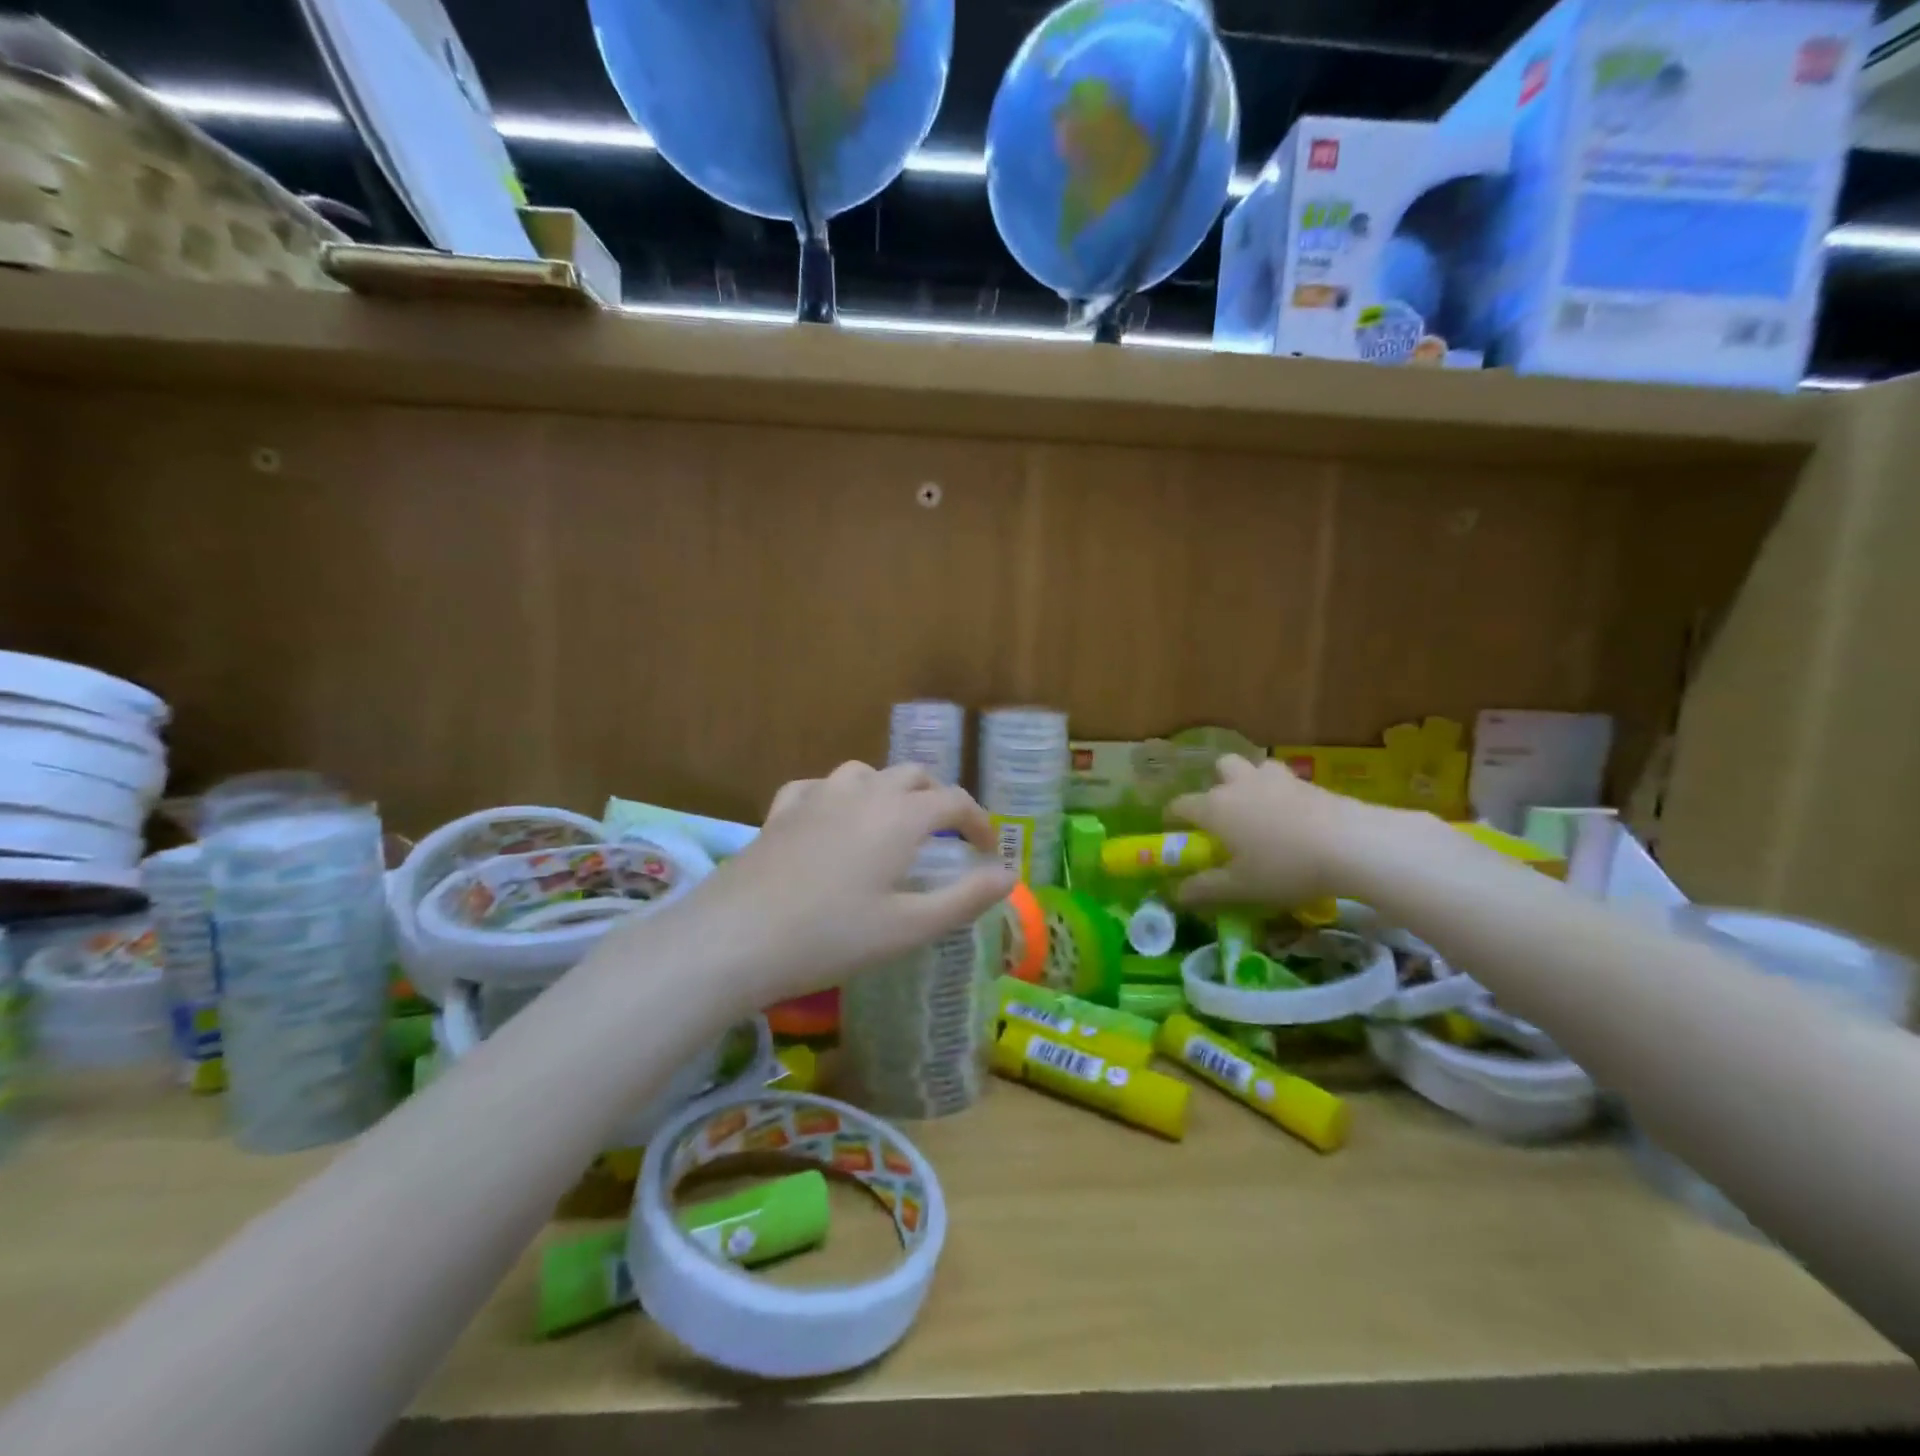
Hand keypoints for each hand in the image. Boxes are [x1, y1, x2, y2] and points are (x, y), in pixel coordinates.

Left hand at [684, 762, 1015, 1008]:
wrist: (736, 938)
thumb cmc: (832, 936)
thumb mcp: (909, 927)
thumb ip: (965, 898)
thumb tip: (1010, 876)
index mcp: (901, 816)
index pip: (954, 802)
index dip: (978, 822)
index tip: (986, 851)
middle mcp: (863, 793)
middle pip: (913, 776)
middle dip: (938, 799)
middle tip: (946, 836)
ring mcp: (817, 796)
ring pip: (865, 773)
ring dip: (889, 790)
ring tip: (892, 823)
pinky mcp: (781, 811)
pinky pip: (817, 787)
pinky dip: (837, 797)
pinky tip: (831, 819)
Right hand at [1168, 754, 1386, 909]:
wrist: (1351, 844)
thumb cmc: (1284, 867)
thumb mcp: (1240, 887)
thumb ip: (1204, 888)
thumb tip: (1175, 893)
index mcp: (1214, 807)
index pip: (1180, 805)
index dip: (1173, 817)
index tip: (1174, 830)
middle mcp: (1238, 784)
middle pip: (1219, 768)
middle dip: (1217, 784)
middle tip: (1226, 814)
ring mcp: (1275, 778)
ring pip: (1254, 767)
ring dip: (1250, 781)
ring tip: (1261, 810)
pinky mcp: (1307, 781)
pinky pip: (1284, 779)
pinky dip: (1281, 792)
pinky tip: (1293, 817)